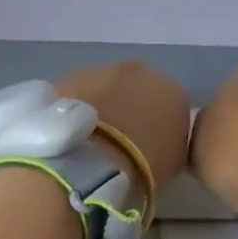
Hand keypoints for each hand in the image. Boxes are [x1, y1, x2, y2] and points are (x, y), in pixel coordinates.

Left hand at [54, 61, 190, 193]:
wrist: (87, 160)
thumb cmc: (138, 167)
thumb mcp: (171, 164)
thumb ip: (168, 143)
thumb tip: (158, 142)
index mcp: (172, 91)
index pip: (171, 106)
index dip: (159, 127)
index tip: (149, 148)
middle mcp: (138, 71)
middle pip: (136, 89)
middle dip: (129, 108)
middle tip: (118, 141)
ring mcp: (98, 71)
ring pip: (103, 89)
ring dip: (100, 107)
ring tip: (90, 141)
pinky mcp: (65, 79)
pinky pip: (76, 97)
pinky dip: (76, 111)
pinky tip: (71, 136)